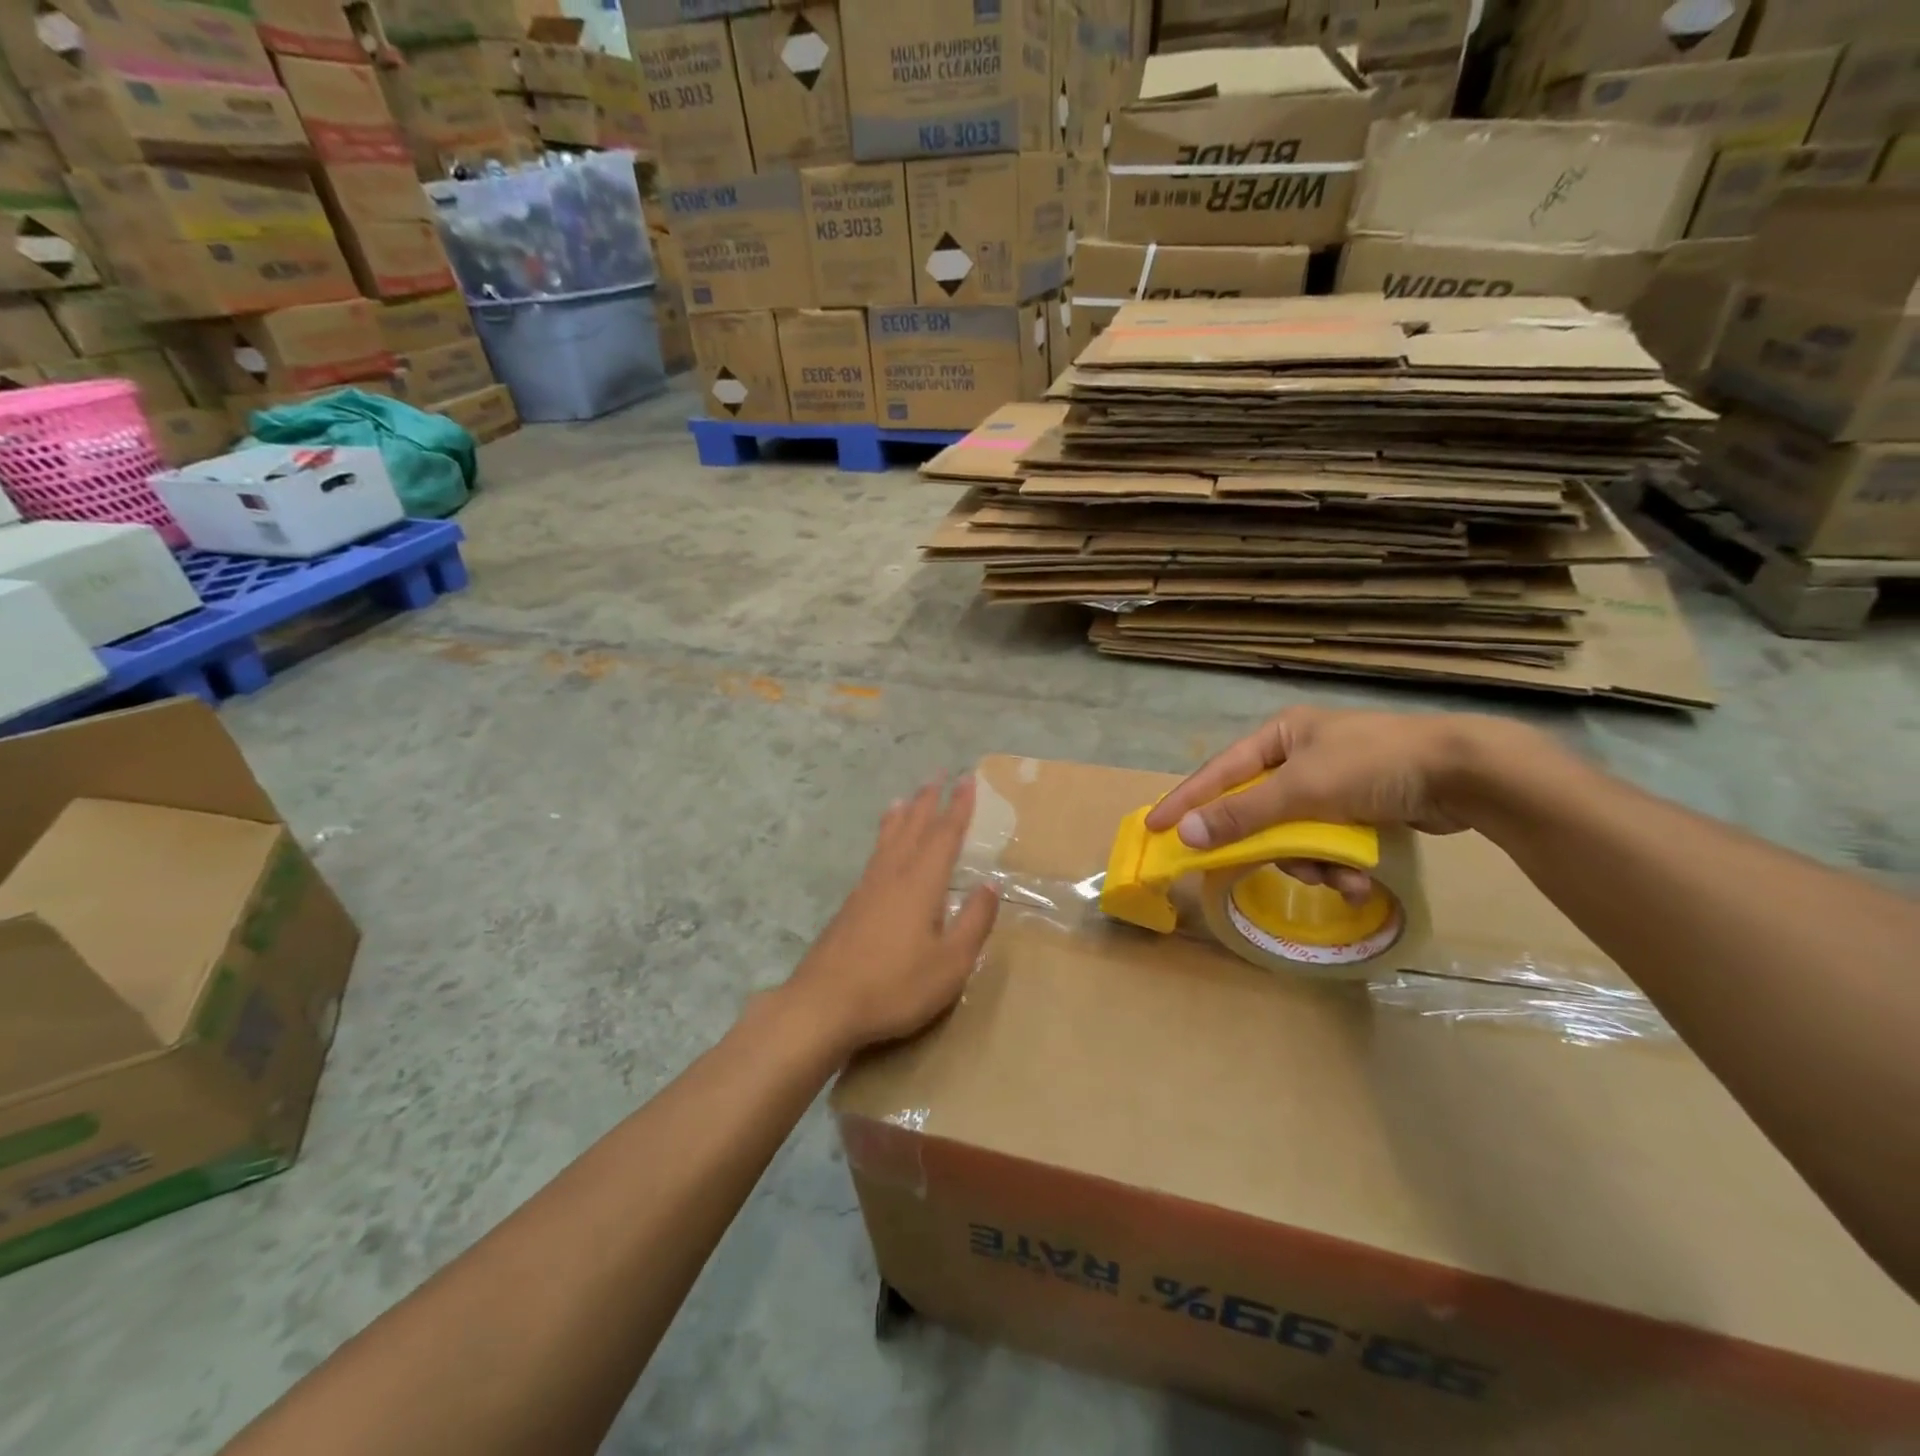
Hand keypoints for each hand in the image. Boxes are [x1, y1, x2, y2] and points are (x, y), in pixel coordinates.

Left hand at [785, 774, 998, 1054]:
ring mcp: (867, 888)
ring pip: (889, 839)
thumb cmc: (895, 986)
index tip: (967, 780)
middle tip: (939, 774)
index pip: (945, 835)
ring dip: (902, 815)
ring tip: (907, 797)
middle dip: (929, 800)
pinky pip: (875, 855)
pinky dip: (884, 837)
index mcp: (921, 884)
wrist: (824, 1004)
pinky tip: (882, 849)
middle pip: (914, 827)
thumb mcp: (950, 962)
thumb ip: (973, 921)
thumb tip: (990, 885)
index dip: (959, 808)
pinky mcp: (851, 906)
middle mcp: (893, 875)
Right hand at [1144, 707, 1521, 902]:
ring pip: (1295, 835)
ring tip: (1343, 879)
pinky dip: (1340, 864)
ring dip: (1315, 864)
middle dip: (1276, 847)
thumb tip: (1187, 836)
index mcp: (1281, 737)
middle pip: (1260, 812)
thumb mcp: (1303, 790)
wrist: (1466, 773)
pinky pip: (1328, 843)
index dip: (1186, 801)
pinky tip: (1361, 879)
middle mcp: (1300, 757)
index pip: (1219, 773)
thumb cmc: (1374, 766)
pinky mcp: (1359, 809)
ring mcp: (1331, 784)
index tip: (1155, 827)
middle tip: (1279, 868)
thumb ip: (1244, 815)